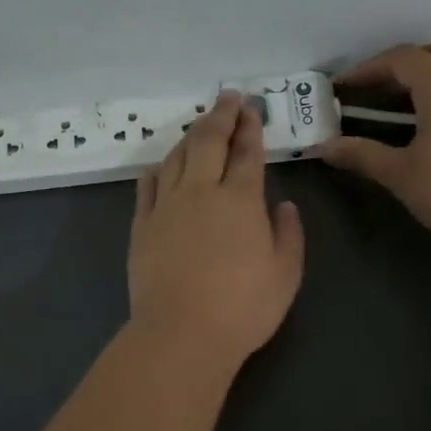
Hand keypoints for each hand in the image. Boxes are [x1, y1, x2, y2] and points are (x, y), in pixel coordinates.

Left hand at [128, 93, 304, 363]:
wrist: (180, 333)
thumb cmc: (242, 308)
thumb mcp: (285, 274)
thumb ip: (288, 234)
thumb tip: (283, 205)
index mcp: (240, 200)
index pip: (246, 152)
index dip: (250, 126)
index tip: (251, 108)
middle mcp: (201, 191)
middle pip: (208, 140)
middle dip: (220, 115)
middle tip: (228, 97)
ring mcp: (166, 205)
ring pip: (177, 156)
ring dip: (190, 135)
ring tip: (200, 124)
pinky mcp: (142, 224)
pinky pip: (148, 184)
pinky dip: (159, 168)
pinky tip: (163, 165)